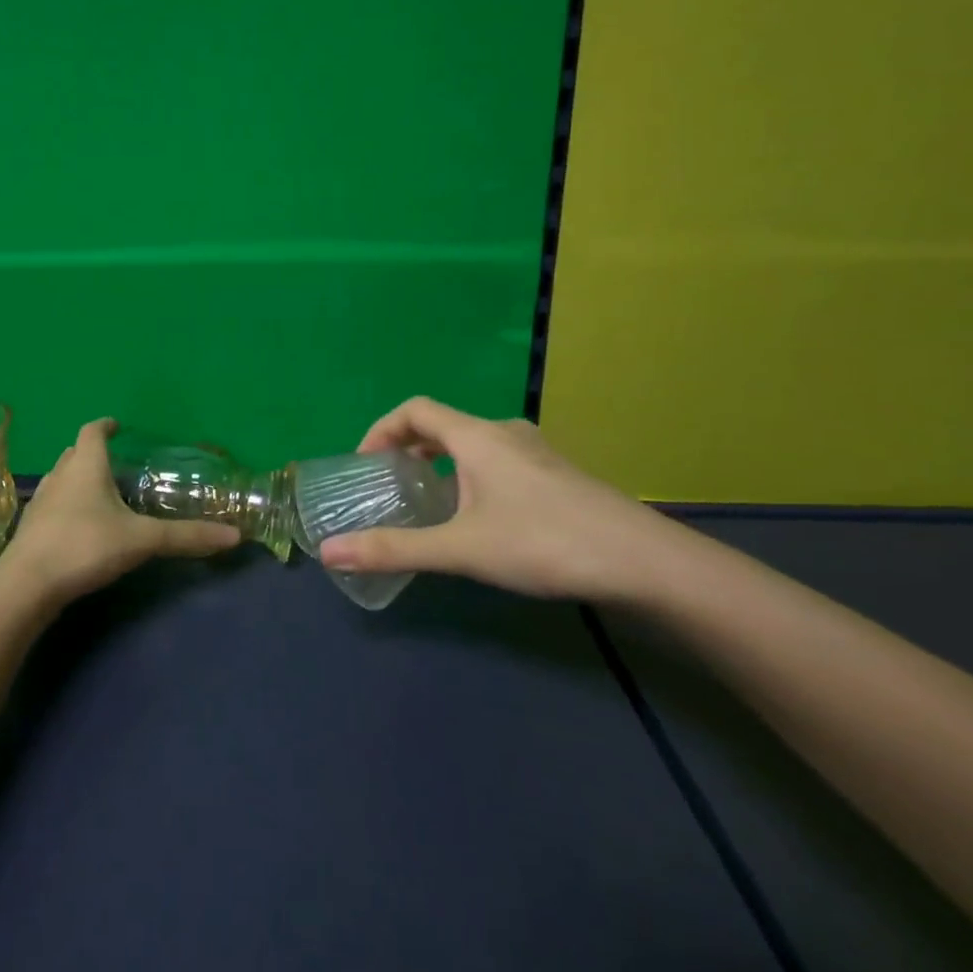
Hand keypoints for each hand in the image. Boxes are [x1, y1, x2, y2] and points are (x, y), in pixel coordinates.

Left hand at [0, 418, 240, 606]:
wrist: (27, 585)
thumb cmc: (85, 546)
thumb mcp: (141, 540)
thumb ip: (186, 537)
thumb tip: (234, 536)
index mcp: (86, 466)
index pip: (92, 431)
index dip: (105, 426)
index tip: (117, 426)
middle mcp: (60, 476)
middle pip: (75, 453)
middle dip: (93, 452)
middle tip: (116, 462)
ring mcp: (41, 502)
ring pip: (62, 479)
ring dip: (79, 479)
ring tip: (101, 493)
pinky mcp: (31, 529)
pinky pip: (53, 505)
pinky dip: (68, 506)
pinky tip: (81, 526)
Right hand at [316, 397, 685, 603]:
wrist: (643, 562)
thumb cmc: (544, 542)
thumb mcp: (461, 549)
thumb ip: (394, 549)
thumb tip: (329, 552)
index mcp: (476, 436)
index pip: (414, 409)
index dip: (381, 429)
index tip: (365, 464)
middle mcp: (504, 433)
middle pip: (443, 425)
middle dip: (408, 448)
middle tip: (390, 485)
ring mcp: (536, 453)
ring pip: (472, 444)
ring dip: (441, 463)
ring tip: (428, 503)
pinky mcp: (556, 476)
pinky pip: (497, 461)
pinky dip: (470, 476)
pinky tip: (479, 518)